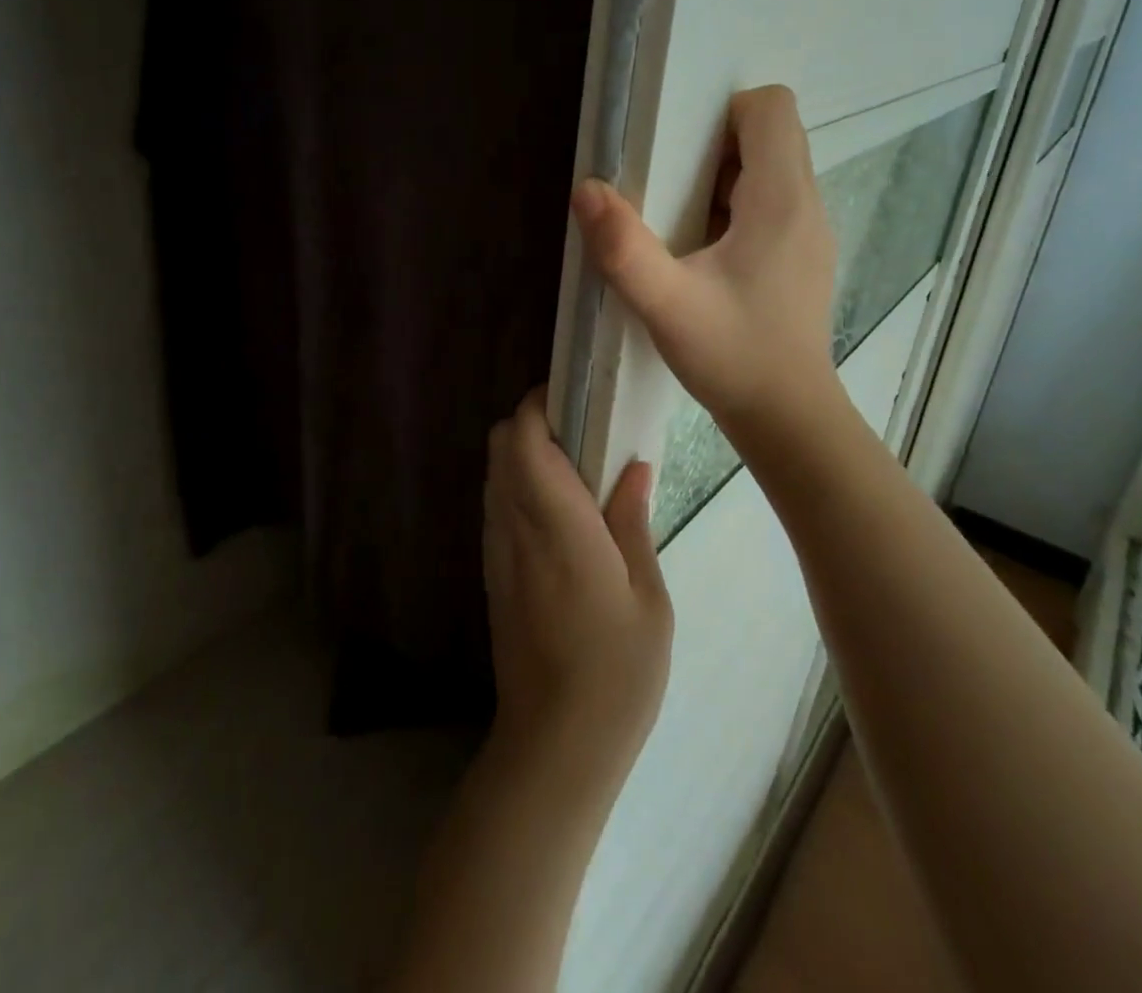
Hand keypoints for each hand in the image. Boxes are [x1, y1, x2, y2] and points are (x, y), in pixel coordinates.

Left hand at [483, 388, 672, 787]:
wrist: (554, 746)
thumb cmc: (616, 673)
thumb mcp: (648, 598)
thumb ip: (632, 522)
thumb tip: (633, 466)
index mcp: (557, 524)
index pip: (523, 437)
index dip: (541, 403)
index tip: (577, 395)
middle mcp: (514, 526)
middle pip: (499, 444)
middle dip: (532, 422)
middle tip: (585, 431)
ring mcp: (497, 549)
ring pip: (494, 472)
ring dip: (524, 453)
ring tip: (577, 467)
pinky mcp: (493, 572)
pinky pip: (497, 504)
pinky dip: (518, 485)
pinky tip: (561, 511)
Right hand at [570, 85, 839, 438]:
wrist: (788, 418)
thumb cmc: (732, 356)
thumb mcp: (666, 306)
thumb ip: (623, 248)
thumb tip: (587, 189)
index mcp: (781, 200)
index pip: (771, 107)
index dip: (722, 113)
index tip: (678, 150)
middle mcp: (806, 205)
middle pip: (770, 135)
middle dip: (715, 145)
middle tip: (667, 188)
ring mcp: (809, 233)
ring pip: (771, 170)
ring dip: (722, 178)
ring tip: (678, 222)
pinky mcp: (801, 258)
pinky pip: (772, 205)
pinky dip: (735, 209)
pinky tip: (703, 255)